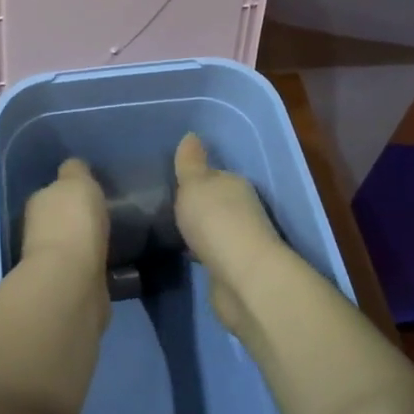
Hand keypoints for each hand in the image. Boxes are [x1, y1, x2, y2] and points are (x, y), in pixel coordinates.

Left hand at [19, 158, 109, 277]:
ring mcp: (52, 262)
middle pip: (60, 219)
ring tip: (110, 241)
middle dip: (76, 219)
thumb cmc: (74, 221)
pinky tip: (109, 265)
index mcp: (38, 202)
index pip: (52, 191)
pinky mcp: (68, 287)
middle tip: (102, 217)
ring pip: (71, 245)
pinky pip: (83, 269)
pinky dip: (92, 266)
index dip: (70, 192)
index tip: (90, 194)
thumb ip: (75, 171)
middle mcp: (38, 230)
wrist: (71, 279)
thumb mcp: (77, 181)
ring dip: (85, 244)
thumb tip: (74, 168)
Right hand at [173, 133, 281, 329]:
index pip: (215, 176)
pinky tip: (187, 255)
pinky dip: (203, 253)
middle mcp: (243, 209)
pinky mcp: (235, 270)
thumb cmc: (216, 220)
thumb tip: (191, 135)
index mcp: (234, 184)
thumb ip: (190, 162)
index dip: (196, 179)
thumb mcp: (195, 183)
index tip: (176, 185)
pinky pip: (213, 254)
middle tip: (171, 209)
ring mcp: (241, 242)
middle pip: (217, 202)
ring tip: (174, 232)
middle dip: (199, 206)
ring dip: (201, 230)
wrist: (243, 278)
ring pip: (216, 229)